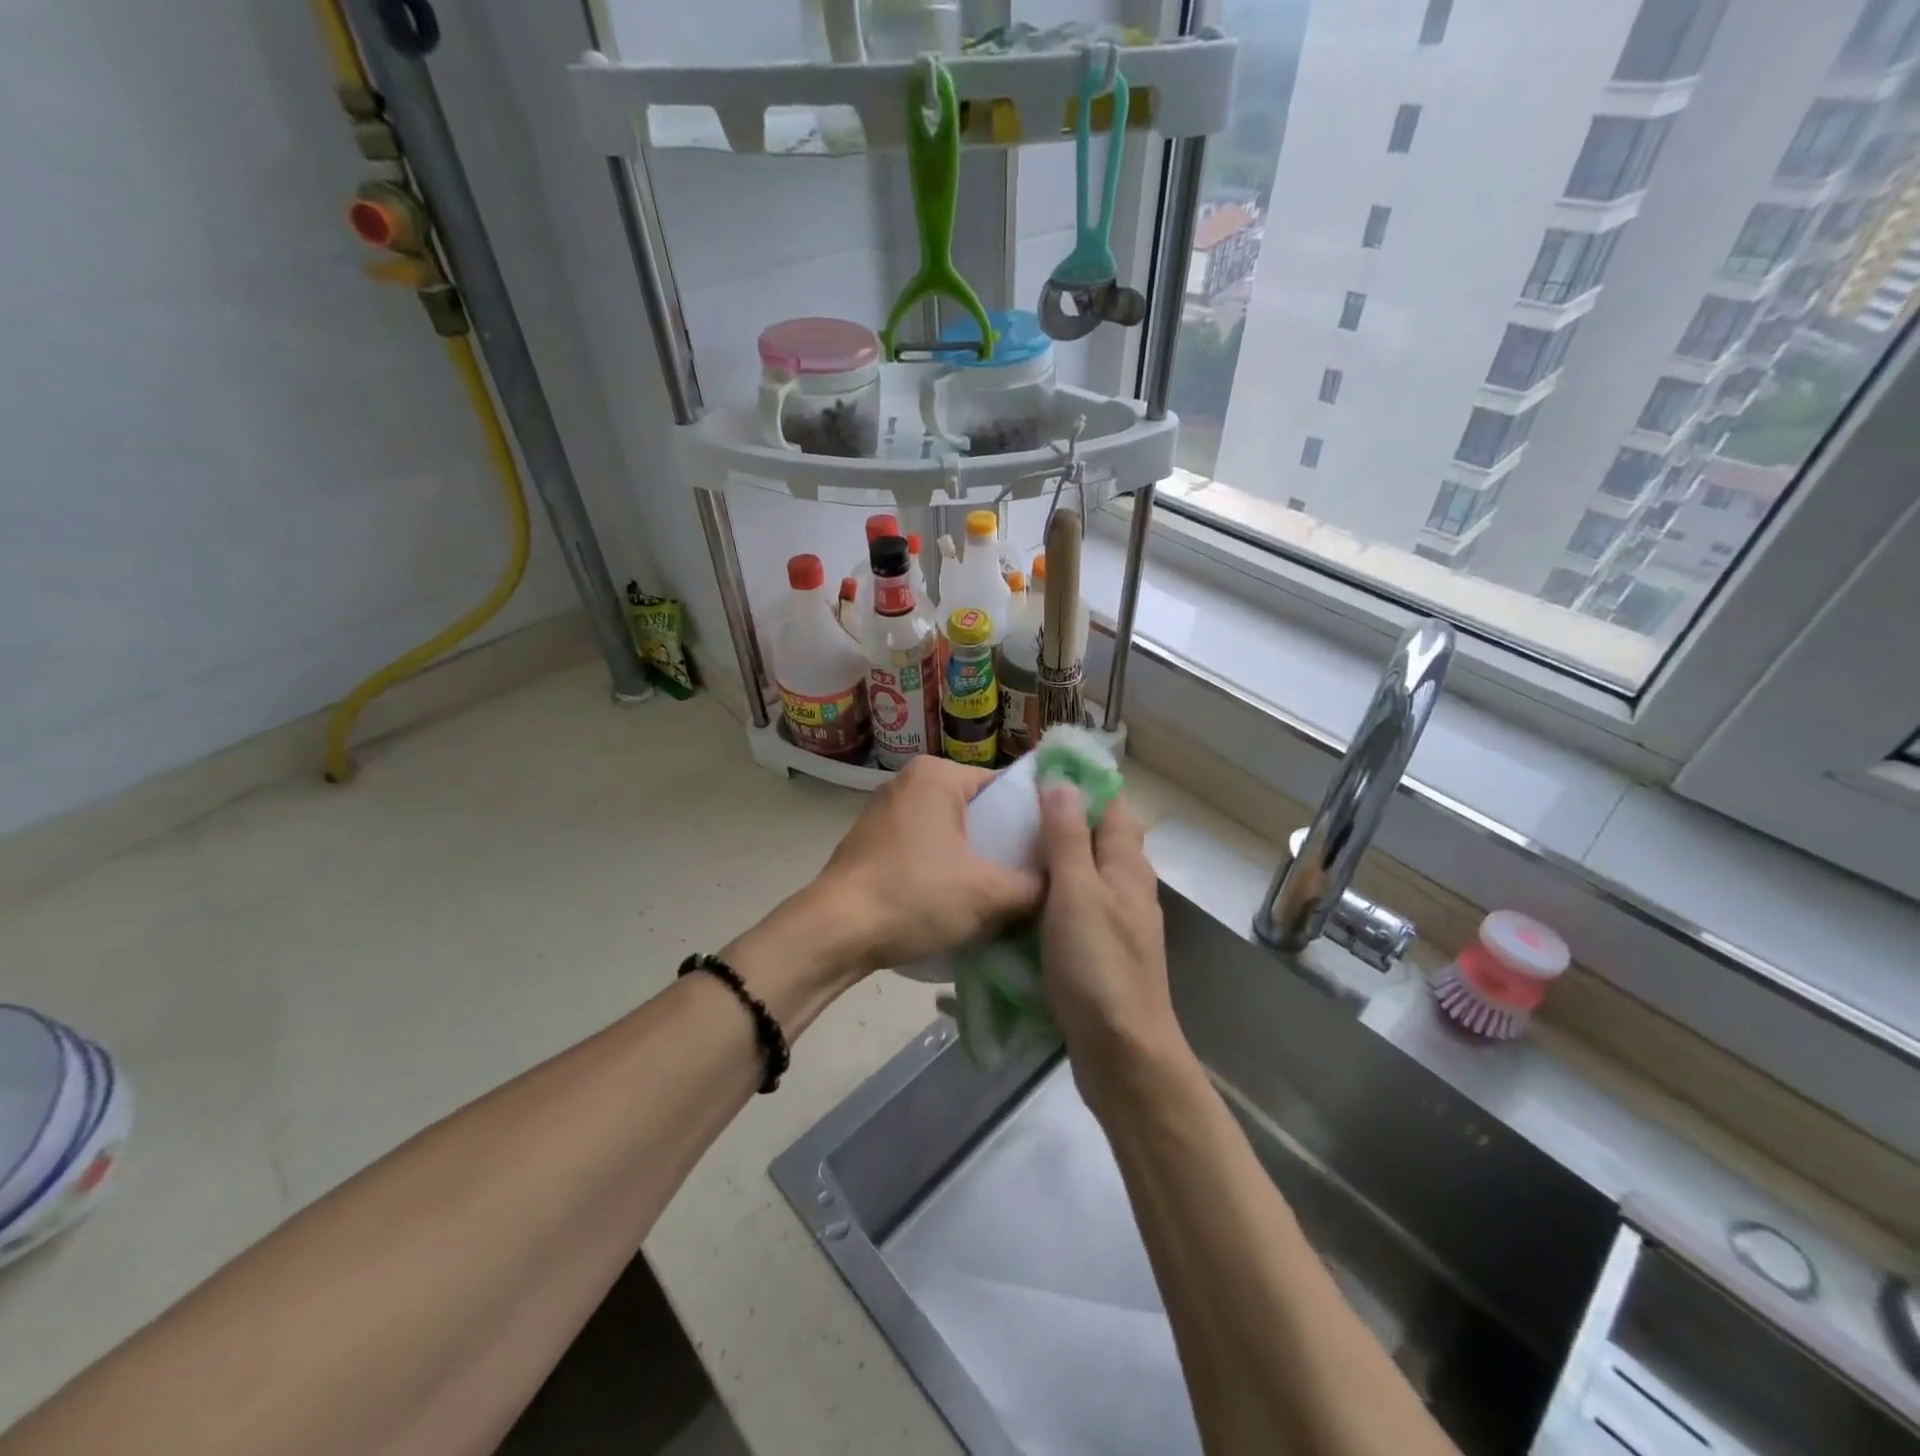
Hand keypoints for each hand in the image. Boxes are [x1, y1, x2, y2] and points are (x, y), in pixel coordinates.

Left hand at [812, 757, 1042, 976]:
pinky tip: (957, 899)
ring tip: (999, 894)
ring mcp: (885, 810)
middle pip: (978, 810)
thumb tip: (1063, 885)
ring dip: (974, 859)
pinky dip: (944, 867)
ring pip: (950, 831)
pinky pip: (924, 846)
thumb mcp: (988, 894)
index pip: (1005, 788)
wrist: (834, 933)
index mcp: (937, 774)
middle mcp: (909, 782)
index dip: (1033, 821)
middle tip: (1030, 879)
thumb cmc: (914, 896)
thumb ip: (1035, 885)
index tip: (1051, 855)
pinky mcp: (872, 840)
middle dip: (1003, 844)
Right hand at [1036, 785, 1187, 1100]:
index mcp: (1126, 864)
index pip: (1109, 805)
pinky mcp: (1097, 948)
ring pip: (1080, 873)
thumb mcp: (1077, 894)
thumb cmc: (1098, 967)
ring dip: (1049, 857)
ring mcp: (1113, 919)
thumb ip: (1068, 838)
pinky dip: (1047, 894)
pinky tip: (1016, 899)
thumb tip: (1062, 781)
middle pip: (1094, 837)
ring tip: (1003, 846)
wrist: (1122, 1053)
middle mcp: (1126, 885)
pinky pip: (1071, 906)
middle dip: (1057, 817)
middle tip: (1007, 810)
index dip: (1078, 783)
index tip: (1035, 771)